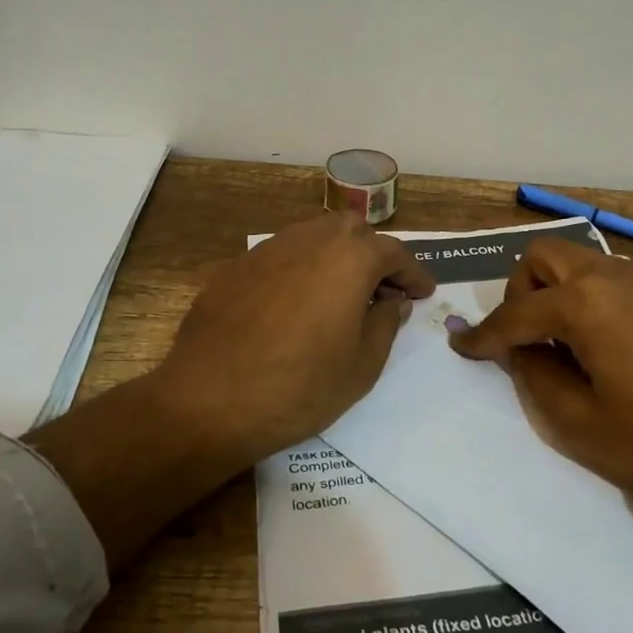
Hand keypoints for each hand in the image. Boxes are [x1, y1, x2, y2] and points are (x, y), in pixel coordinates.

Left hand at [153, 211, 436, 460]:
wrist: (209, 401)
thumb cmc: (299, 388)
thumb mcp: (362, 366)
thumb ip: (385, 323)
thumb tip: (392, 300)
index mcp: (350, 259)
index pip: (394, 253)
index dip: (413, 273)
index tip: (422, 293)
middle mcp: (310, 240)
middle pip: (353, 231)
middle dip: (374, 254)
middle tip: (382, 291)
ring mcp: (268, 250)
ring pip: (314, 235)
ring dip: (337, 256)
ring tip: (341, 293)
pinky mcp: (237, 267)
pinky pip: (281, 256)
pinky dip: (301, 269)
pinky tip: (296, 304)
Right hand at [449, 238, 632, 494]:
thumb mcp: (578, 423)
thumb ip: (535, 376)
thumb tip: (522, 349)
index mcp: (584, 304)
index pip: (515, 312)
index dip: (484, 334)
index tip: (463, 348)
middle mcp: (615, 275)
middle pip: (546, 256)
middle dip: (523, 289)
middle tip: (528, 332)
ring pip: (589, 263)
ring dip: (567, 291)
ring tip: (579, 339)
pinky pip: (629, 280)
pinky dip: (609, 299)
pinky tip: (627, 340)